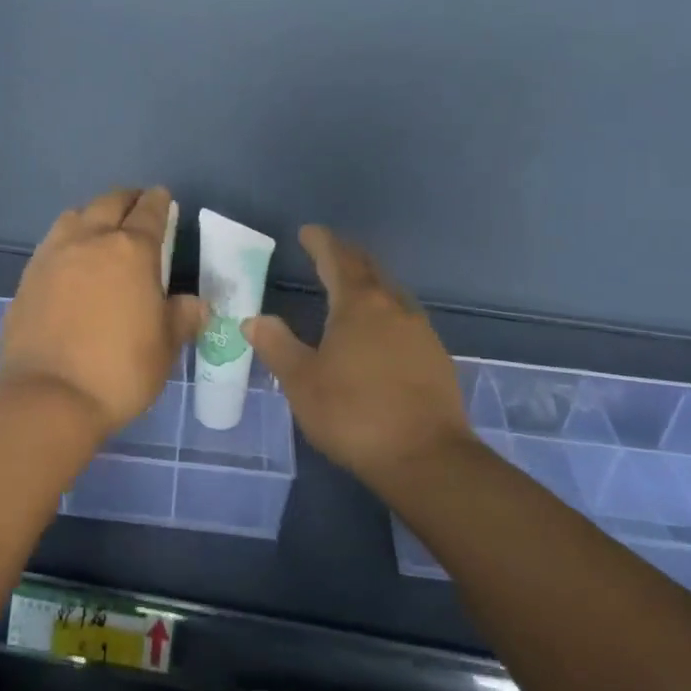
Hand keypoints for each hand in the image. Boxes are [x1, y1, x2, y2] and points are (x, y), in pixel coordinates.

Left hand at [0, 187, 205, 440]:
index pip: (150, 213)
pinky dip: (68, 239)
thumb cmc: (119, 370)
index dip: (159, 202)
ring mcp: (54, 255)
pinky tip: (71, 259)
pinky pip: (52, 242)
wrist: (48, 396)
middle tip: (137, 205)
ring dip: (93, 214)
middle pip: (110, 203)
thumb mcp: (164, 347)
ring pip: (75, 216)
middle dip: (127, 199)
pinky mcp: (29, 276)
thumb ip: (181, 317)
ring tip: (101, 227)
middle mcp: (91, 241)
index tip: (163, 197)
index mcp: (131, 251)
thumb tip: (195, 303)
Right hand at [245, 225, 469, 484]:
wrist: (427, 459)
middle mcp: (393, 307)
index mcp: (358, 305)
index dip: (321, 242)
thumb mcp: (301, 382)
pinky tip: (379, 333)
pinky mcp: (436, 357)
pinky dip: (385, 312)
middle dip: (346, 256)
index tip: (307, 232)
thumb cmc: (354, 414)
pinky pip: (405, 319)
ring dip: (369, 283)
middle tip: (327, 252)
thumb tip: (254, 319)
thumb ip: (277, 345)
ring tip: (351, 289)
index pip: (338, 259)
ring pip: (391, 293)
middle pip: (369, 269)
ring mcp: (420, 331)